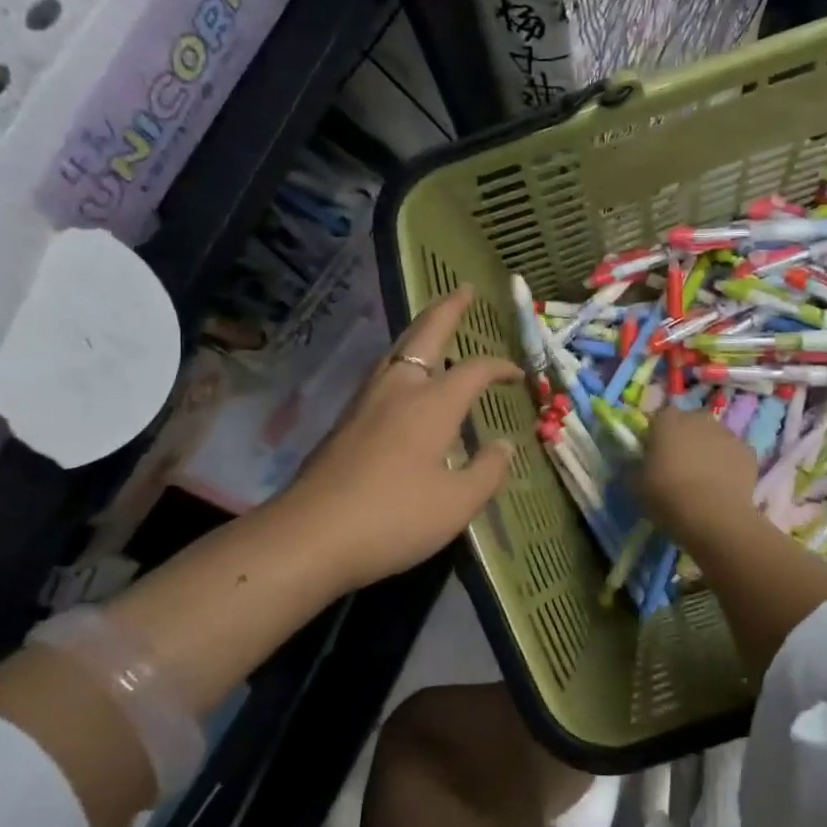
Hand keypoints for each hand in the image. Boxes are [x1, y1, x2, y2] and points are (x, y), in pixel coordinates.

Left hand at [269, 285, 521, 596]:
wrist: (308, 536)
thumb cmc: (393, 518)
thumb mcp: (457, 505)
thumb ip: (487, 471)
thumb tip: (503, 446)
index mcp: (432, 403)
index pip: (475, 370)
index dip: (500, 366)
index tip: (517, 374)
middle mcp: (398, 389)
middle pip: (425, 334)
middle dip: (448, 309)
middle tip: (463, 289)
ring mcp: (366, 403)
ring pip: (397, 350)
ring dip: (420, 332)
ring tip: (435, 328)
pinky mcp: (345, 422)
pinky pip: (383, 374)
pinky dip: (403, 361)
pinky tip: (404, 382)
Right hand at [636, 406, 761, 547]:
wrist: (713, 516)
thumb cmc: (667, 496)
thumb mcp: (635, 485)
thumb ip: (634, 468)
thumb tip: (635, 465)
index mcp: (668, 420)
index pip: (661, 418)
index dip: (659, 435)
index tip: (656, 455)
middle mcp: (699, 419)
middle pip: (691, 423)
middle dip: (687, 439)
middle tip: (681, 466)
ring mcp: (727, 433)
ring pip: (715, 438)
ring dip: (710, 450)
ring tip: (705, 480)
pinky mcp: (749, 452)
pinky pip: (734, 455)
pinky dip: (730, 465)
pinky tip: (725, 486)